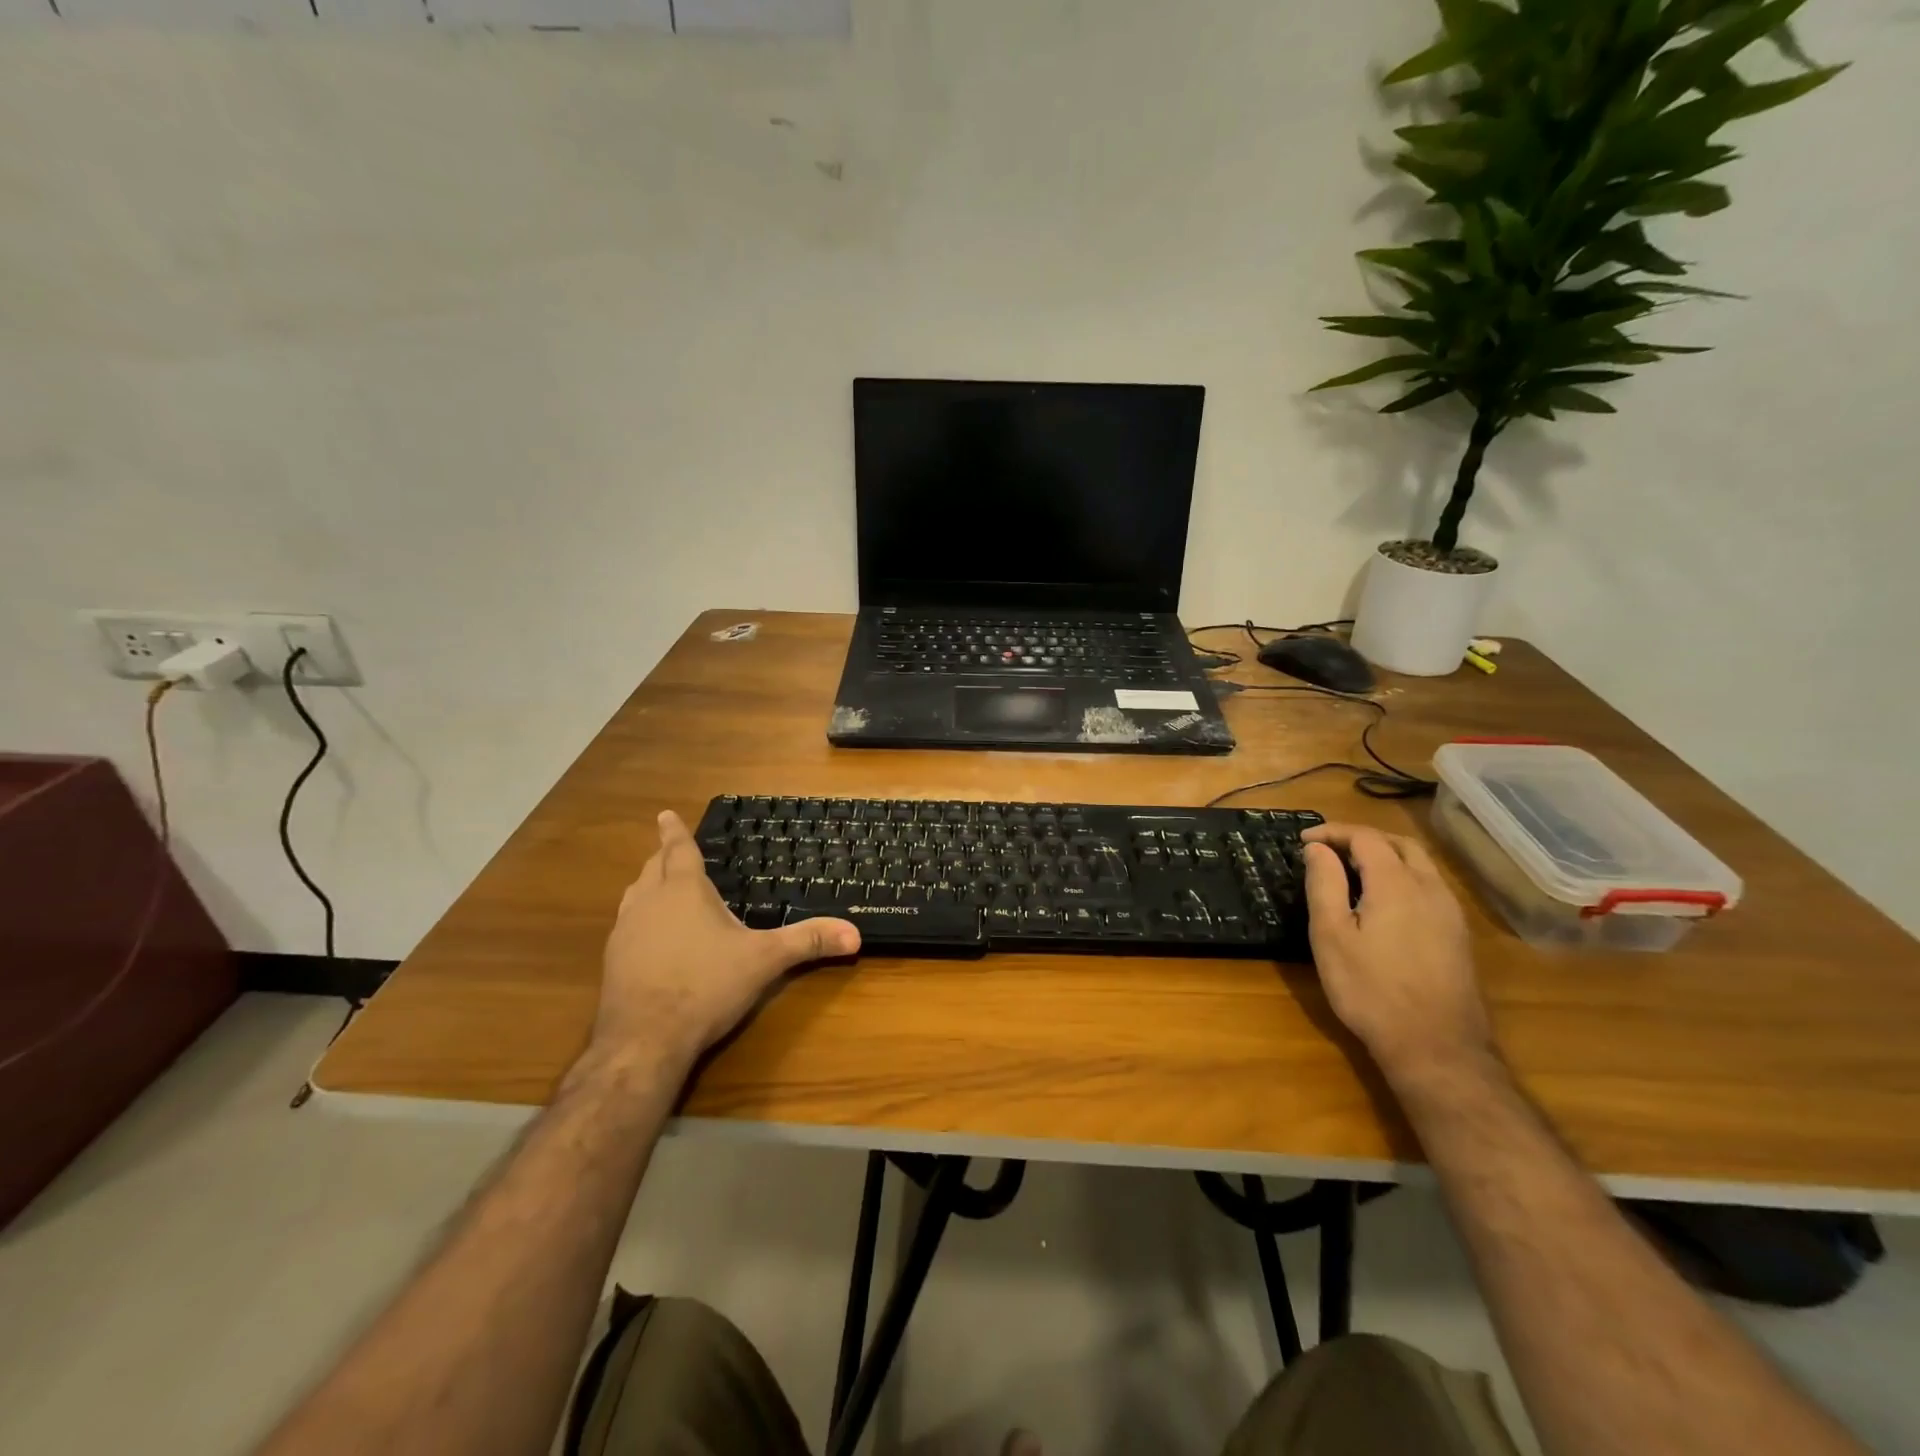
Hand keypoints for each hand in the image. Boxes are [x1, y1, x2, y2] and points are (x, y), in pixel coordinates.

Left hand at [592, 811, 859, 1069]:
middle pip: (652, 868)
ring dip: (647, 886)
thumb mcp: (764, 960)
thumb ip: (807, 942)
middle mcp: (649, 902)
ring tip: (659, 887)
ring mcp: (625, 932)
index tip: (665, 813)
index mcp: (684, 890)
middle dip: (662, 857)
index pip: (678, 850)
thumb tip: (854, 933)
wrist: (644, 1039)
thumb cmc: (706, 985)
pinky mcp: (612, 962)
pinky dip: (639, 920)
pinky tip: (650, 939)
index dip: (674, 831)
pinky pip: (626, 926)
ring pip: (634, 896)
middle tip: (671, 851)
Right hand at [1300, 823, 1492, 1085]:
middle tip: (1329, 849)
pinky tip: (1383, 902)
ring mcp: (1450, 912)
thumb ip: (1324, 884)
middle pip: (1399, 843)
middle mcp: (1430, 888)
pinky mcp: (1458, 935)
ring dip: (1385, 855)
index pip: (1365, 837)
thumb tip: (1317, 848)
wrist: (1436, 1047)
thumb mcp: (1331, 936)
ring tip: (1352, 871)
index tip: (1303, 840)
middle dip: (1362, 838)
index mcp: (1396, 883)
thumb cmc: (1371, 990)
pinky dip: (1402, 876)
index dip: (1332, 832)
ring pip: (1419, 864)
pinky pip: (1429, 886)